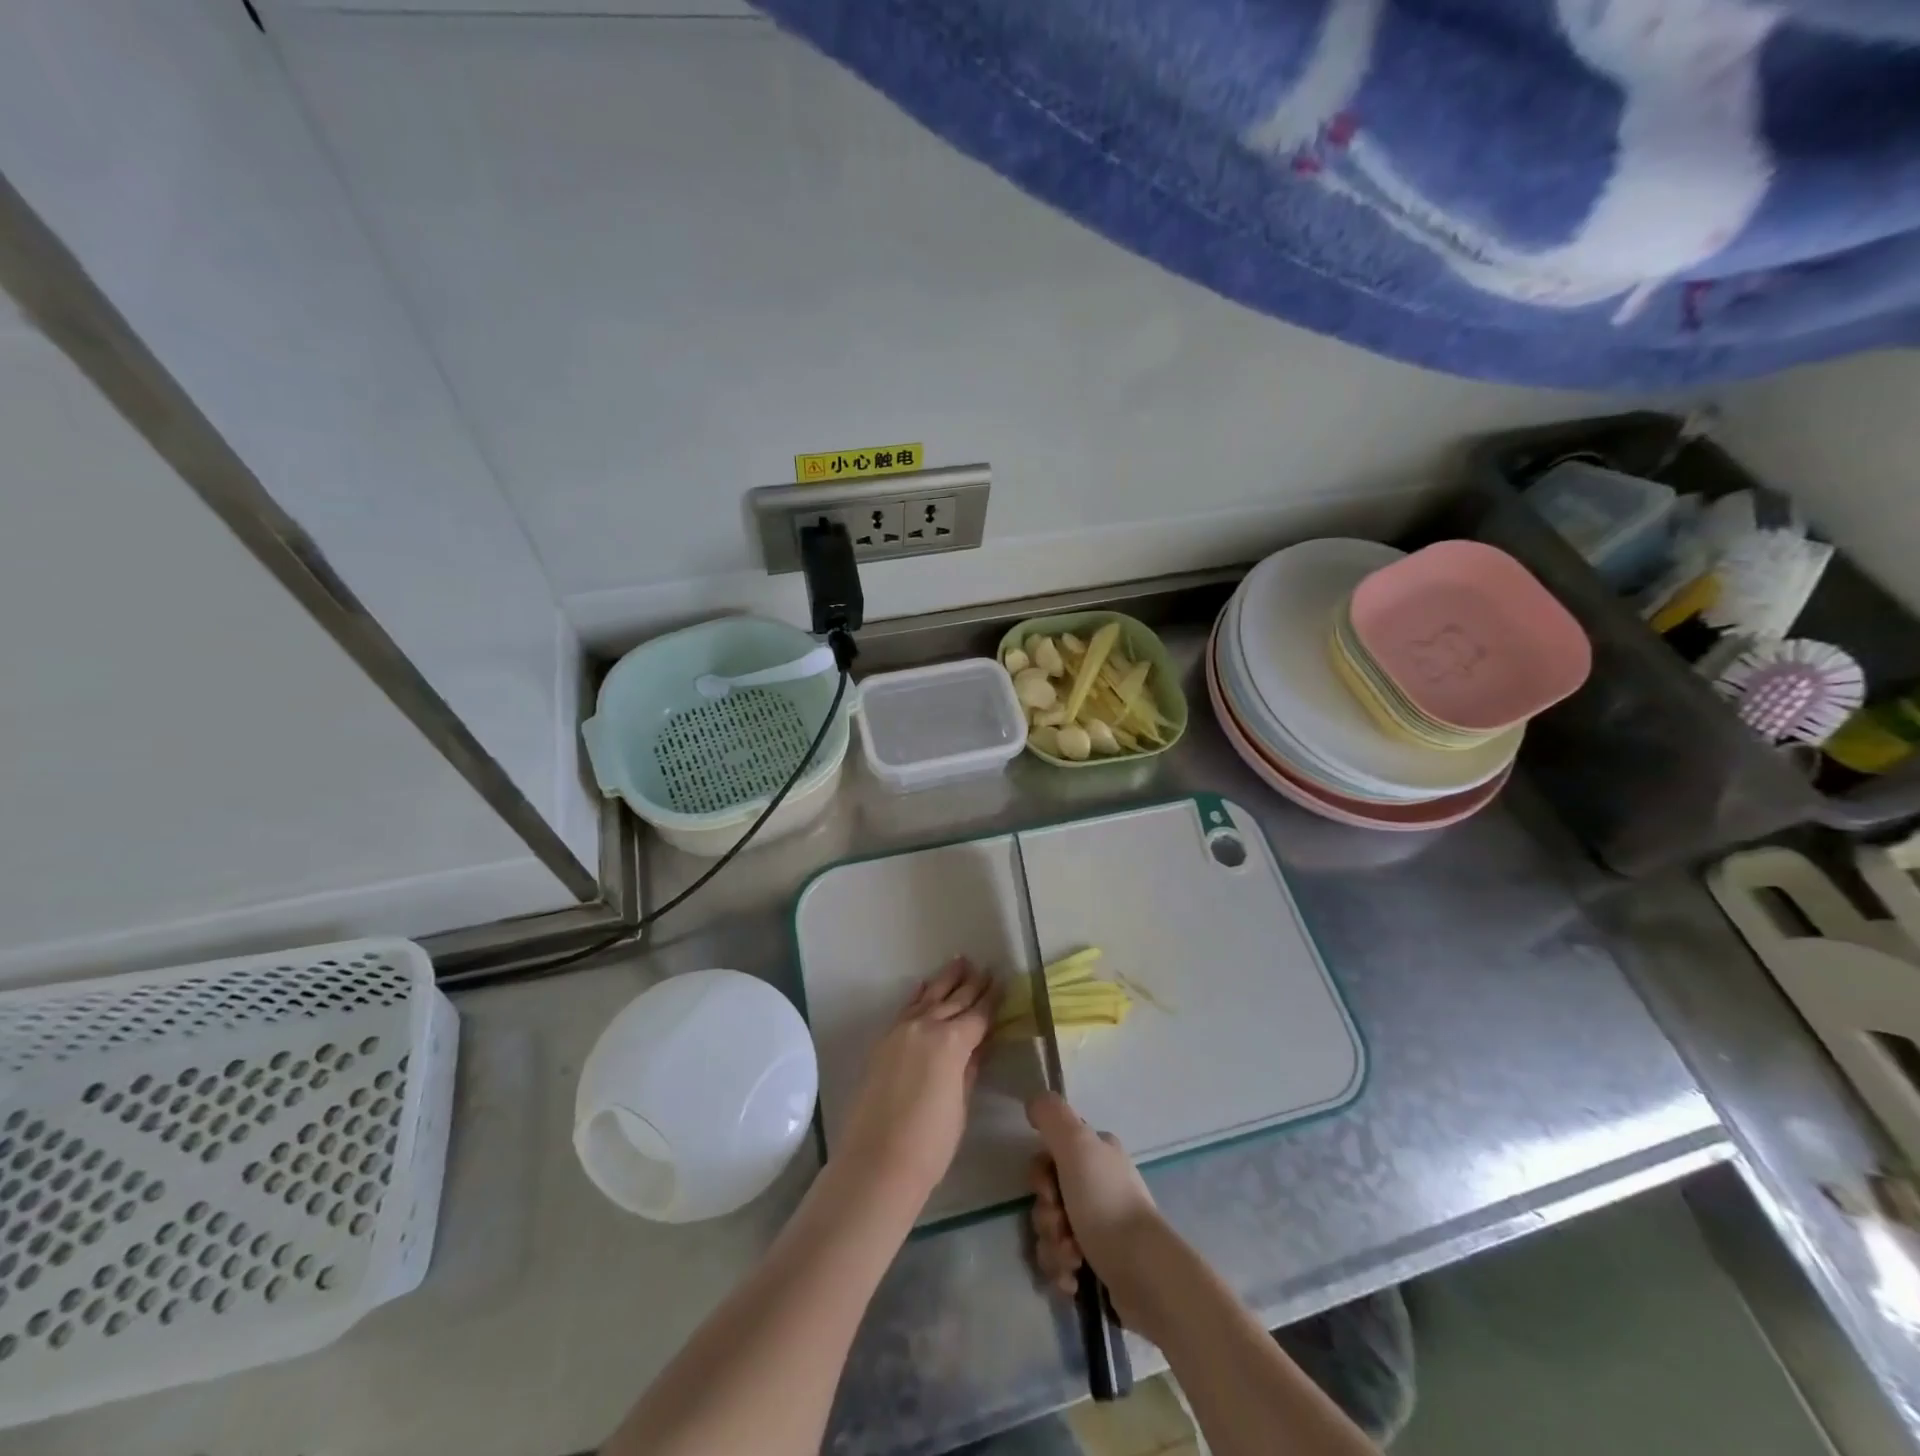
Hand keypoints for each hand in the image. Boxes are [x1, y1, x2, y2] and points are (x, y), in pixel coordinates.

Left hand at [833, 959, 997, 1208]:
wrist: (877, 1162)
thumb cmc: (930, 1143)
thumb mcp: (960, 1104)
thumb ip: (969, 1068)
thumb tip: (978, 1045)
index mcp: (952, 1042)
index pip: (978, 1015)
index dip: (992, 999)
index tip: (1003, 981)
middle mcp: (926, 1027)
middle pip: (954, 1000)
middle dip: (971, 984)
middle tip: (986, 968)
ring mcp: (900, 1032)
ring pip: (928, 998)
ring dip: (945, 980)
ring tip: (960, 962)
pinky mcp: (883, 1043)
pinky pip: (905, 1009)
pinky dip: (917, 995)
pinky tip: (924, 985)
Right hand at [1027, 1093, 1164, 1316]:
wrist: (1144, 1273)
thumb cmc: (1106, 1203)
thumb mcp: (1076, 1145)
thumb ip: (1051, 1116)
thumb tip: (1033, 1101)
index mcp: (1097, 1154)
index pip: (1050, 1155)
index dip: (1040, 1176)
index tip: (1048, 1191)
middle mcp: (1099, 1184)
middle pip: (1047, 1197)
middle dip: (1046, 1217)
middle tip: (1062, 1228)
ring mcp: (1101, 1225)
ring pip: (1052, 1231)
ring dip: (1054, 1247)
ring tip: (1073, 1259)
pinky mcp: (1101, 1263)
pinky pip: (1063, 1262)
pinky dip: (1063, 1270)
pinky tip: (1075, 1279)